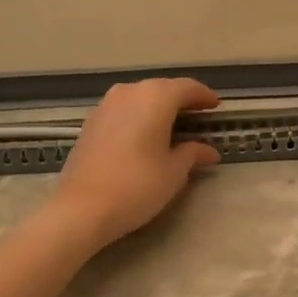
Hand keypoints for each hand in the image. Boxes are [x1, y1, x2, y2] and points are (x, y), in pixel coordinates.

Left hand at [52, 79, 221, 247]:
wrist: (81, 208)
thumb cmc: (137, 186)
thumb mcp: (174, 172)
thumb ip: (192, 154)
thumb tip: (208, 151)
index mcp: (155, 97)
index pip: (187, 88)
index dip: (204, 96)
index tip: (216, 108)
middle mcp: (129, 92)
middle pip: (162, 88)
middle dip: (181, 100)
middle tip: (198, 117)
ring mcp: (106, 105)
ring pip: (140, 97)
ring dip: (158, 107)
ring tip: (172, 126)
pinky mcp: (91, 122)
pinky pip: (123, 110)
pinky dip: (138, 117)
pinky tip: (144, 135)